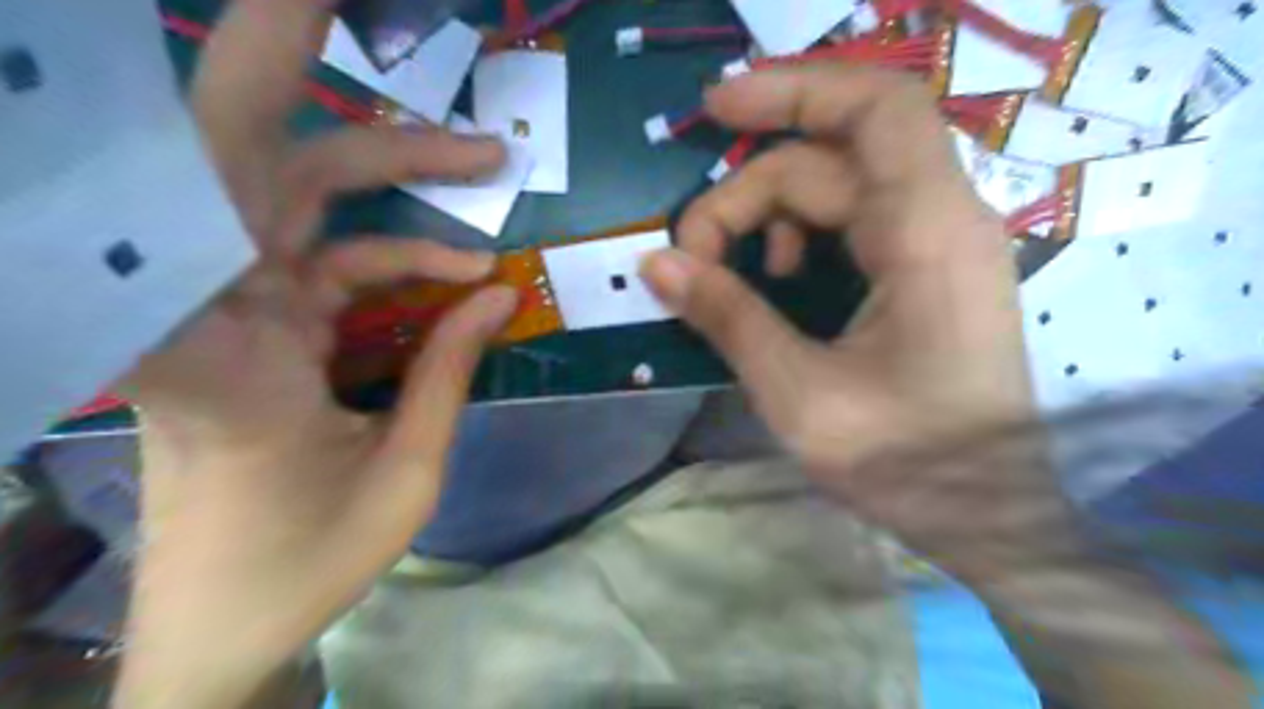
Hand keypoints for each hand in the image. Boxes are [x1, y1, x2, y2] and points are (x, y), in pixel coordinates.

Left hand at [118, 0, 512, 702]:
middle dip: (286, 68)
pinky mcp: (268, 324)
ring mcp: (241, 309)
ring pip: (306, 200)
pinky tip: (464, 279)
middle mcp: (215, 309)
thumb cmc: (308, 559)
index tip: (281, 6)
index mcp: (224, 354)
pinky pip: (339, 261)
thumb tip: (497, 297)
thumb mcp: (404, 472)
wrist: (230, 614)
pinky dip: (406, 261)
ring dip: (396, 172)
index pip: (179, 198)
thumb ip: (446, 373)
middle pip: (247, 157)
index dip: (213, 97)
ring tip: (486, 161)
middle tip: (340, 5)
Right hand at [643, 63, 1035, 564]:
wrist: (987, 516)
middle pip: (827, 162)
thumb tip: (656, 262)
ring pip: (835, 190)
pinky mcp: (924, 271)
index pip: (873, 110)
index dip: (793, 88)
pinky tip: (778, 281)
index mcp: (927, 235)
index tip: (714, 110)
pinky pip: (852, 223)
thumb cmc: (905, 463)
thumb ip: (728, 317)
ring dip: (768, 217)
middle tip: (689, 258)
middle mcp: (941, 220)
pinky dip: (800, 238)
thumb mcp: (799, 394)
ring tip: (733, 274)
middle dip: (745, 195)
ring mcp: (935, 245)